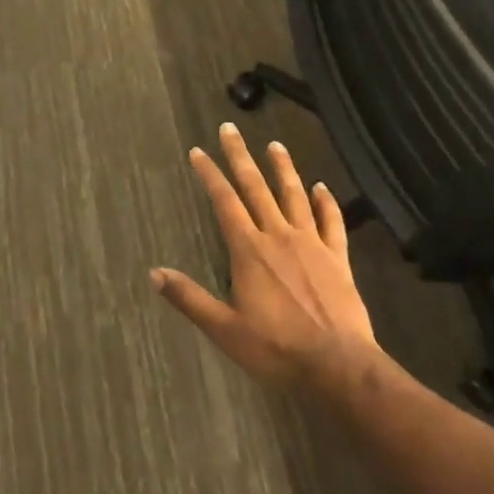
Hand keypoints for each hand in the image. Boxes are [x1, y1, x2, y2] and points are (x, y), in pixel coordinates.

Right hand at [153, 122, 377, 386]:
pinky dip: (326, 202)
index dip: (210, 175)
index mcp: (249, 251)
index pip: (225, 202)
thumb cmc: (277, 348)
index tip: (198, 151)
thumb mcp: (225, 329)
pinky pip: (332, 222)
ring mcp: (312, 244)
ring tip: (275, 144)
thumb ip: (190, 298)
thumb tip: (154, 273)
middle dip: (240, 156)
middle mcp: (278, 236)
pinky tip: (322, 187)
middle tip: (230, 128)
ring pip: (294, 196)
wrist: (339, 365)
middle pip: (256, 187)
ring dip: (283, 168)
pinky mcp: (338, 257)